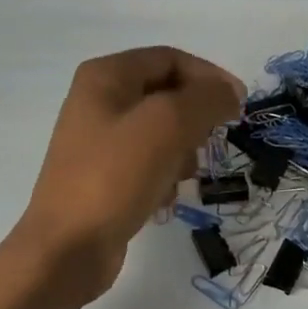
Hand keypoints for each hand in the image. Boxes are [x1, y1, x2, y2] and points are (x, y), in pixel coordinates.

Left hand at [14, 47, 245, 300]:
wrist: (67, 249)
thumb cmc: (115, 177)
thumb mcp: (168, 126)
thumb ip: (206, 99)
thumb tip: (230, 93)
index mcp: (106, 76)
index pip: (171, 59)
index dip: (210, 77)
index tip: (240, 107)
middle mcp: (99, 101)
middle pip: (167, 95)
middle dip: (195, 119)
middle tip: (210, 145)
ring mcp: (99, 141)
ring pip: (161, 132)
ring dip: (182, 152)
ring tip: (184, 176)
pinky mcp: (104, 176)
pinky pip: (148, 163)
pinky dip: (164, 176)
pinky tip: (164, 199)